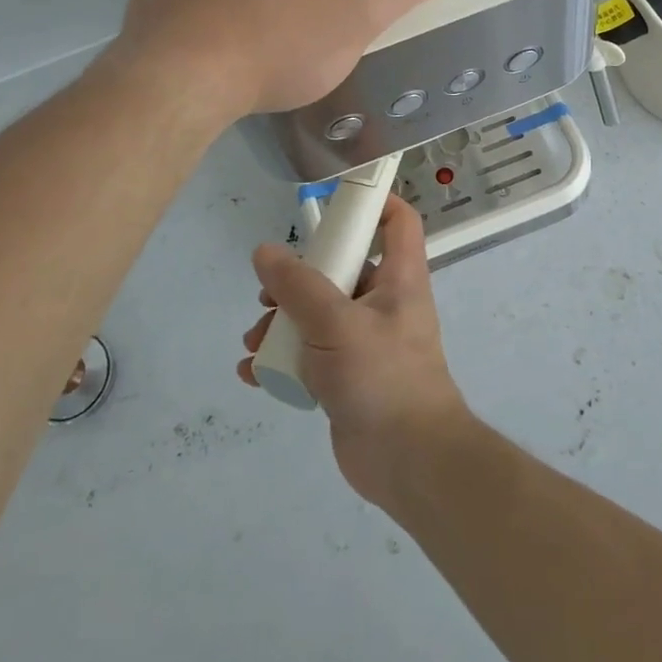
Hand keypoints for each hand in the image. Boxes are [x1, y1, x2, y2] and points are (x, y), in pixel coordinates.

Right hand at [238, 195, 469, 505]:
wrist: (408, 462)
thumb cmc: (383, 377)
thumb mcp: (336, 324)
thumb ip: (298, 286)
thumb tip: (264, 252)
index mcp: (399, 277)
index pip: (398, 221)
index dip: (375, 201)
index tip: (333, 199)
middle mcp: (384, 302)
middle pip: (342, 267)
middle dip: (299, 277)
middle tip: (267, 293)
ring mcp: (365, 341)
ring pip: (319, 313)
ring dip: (283, 321)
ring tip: (255, 340)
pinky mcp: (347, 376)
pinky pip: (310, 353)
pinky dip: (283, 357)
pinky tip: (253, 372)